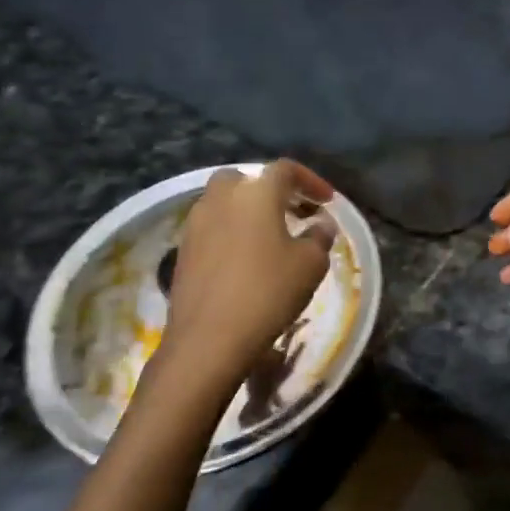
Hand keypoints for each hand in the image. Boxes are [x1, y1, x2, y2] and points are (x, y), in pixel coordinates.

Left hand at [154, 160, 337, 402]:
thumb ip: (319, 237)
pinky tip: (246, 258)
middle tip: (292, 211)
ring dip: (248, 211)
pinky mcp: (182, 251)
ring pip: (224, 202)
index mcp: (256, 192)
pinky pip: (212, 227)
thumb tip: (320, 224)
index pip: (285, 170)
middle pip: (247, 179)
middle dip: (270, 190)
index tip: (327, 201)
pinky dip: (231, 231)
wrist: (208, 340)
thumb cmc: (268, 292)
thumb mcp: (310, 264)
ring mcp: (196, 223)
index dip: (310, 181)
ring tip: (271, 236)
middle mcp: (221, 198)